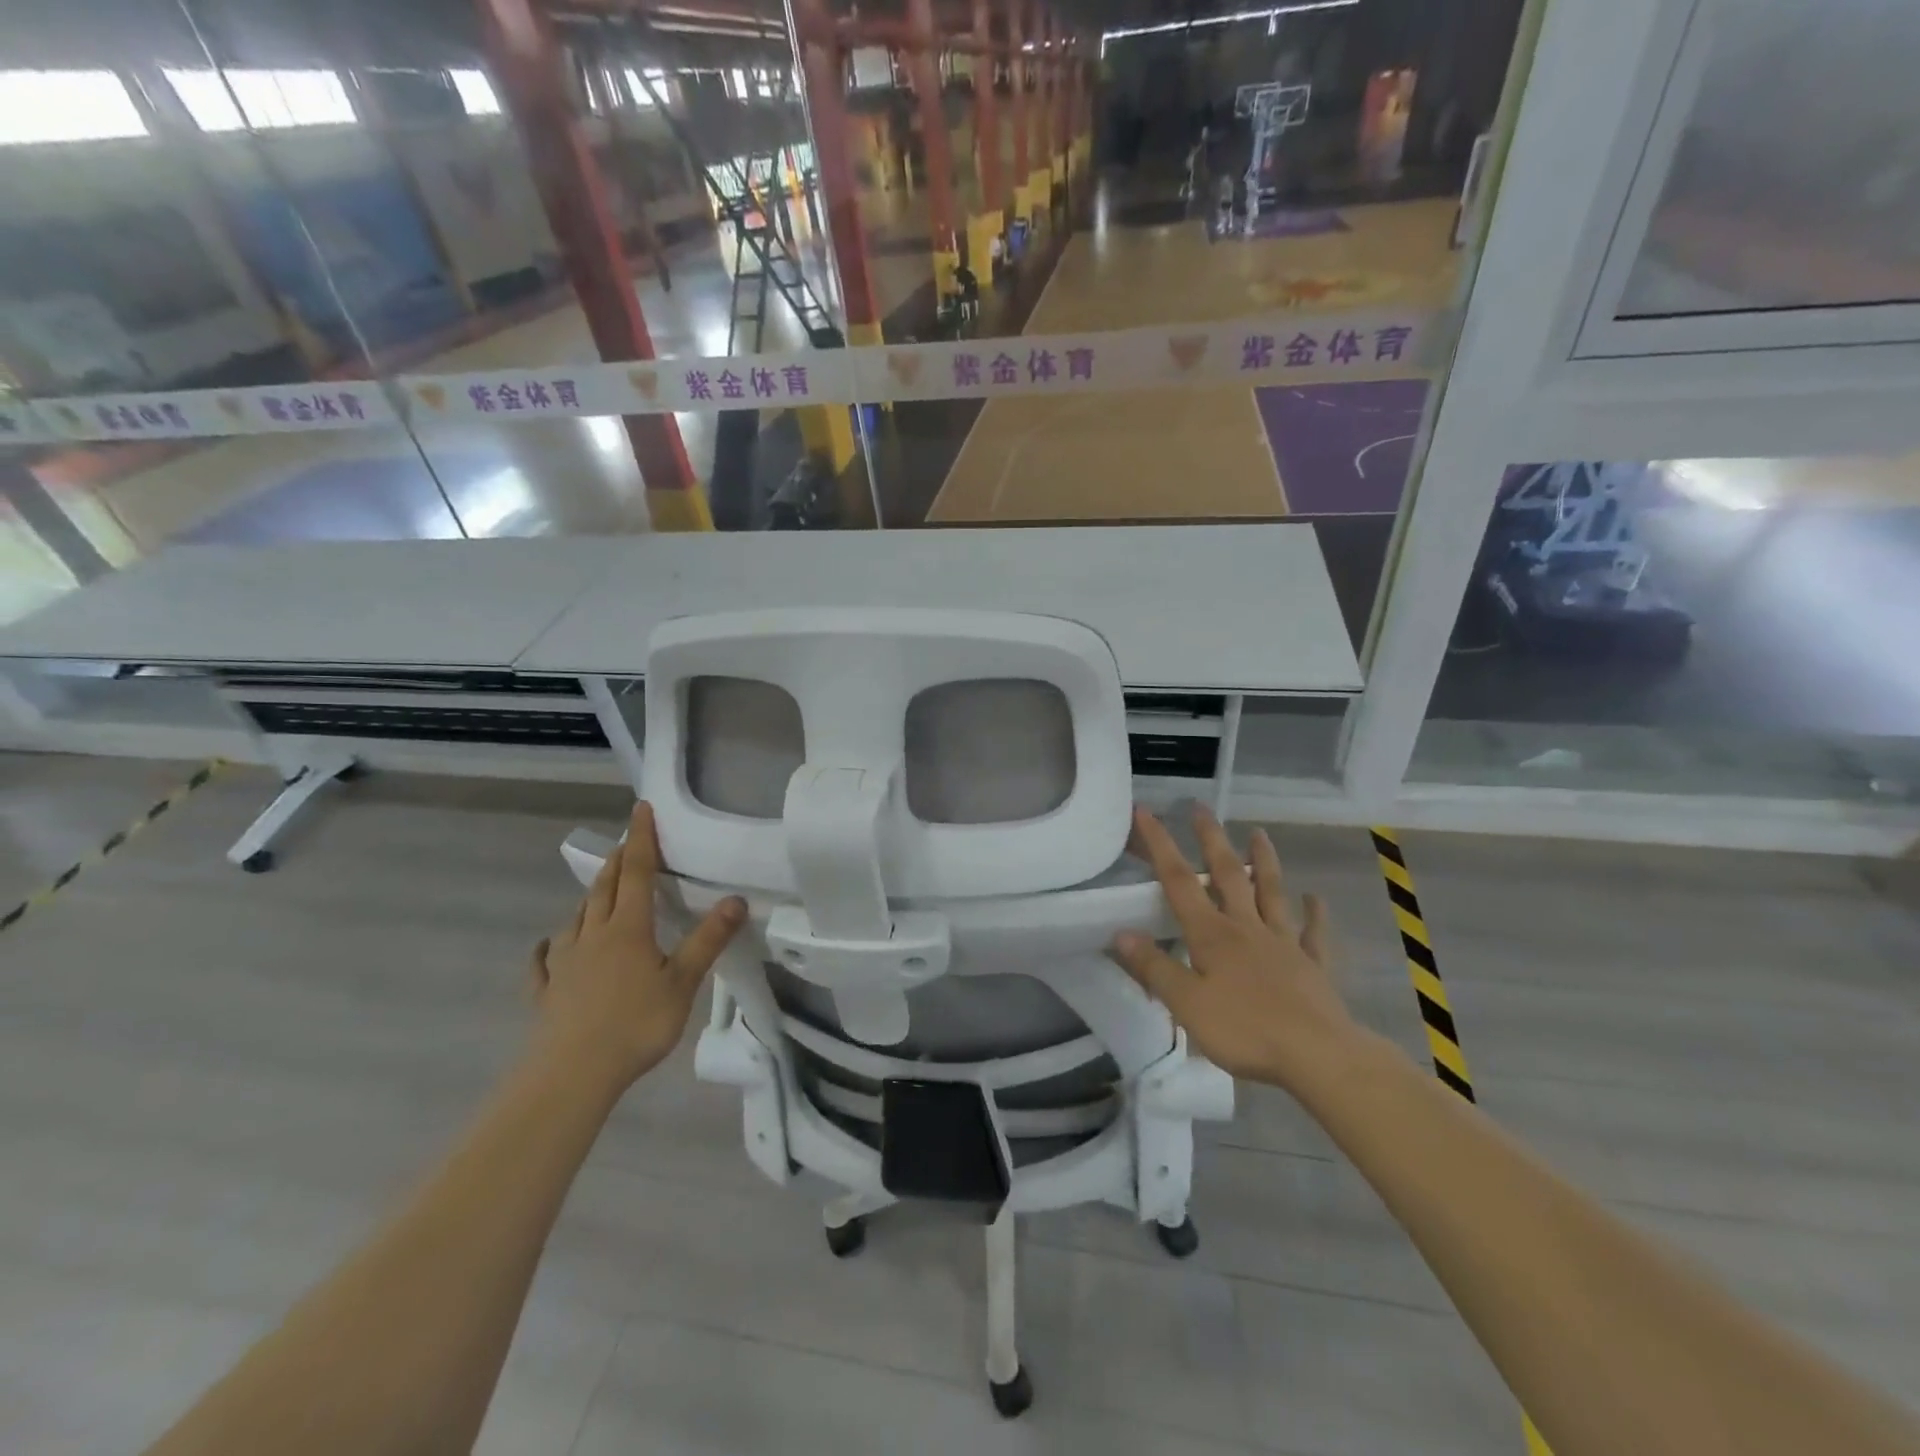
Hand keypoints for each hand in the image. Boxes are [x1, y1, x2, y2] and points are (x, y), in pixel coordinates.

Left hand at [529, 802, 744, 1094]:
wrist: (571, 1075)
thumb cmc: (635, 1024)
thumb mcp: (682, 982)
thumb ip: (708, 940)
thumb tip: (736, 899)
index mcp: (628, 928)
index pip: (635, 872)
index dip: (641, 839)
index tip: (641, 809)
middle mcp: (593, 935)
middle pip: (603, 888)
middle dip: (616, 861)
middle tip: (626, 843)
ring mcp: (565, 963)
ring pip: (576, 918)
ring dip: (590, 897)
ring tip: (599, 889)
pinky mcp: (547, 992)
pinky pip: (544, 961)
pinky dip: (548, 948)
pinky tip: (545, 947)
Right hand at [1111, 805, 1358, 1093]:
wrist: (1319, 1057)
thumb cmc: (1245, 1030)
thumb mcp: (1186, 1004)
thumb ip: (1154, 967)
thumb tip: (1121, 933)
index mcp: (1212, 935)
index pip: (1179, 881)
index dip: (1160, 845)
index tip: (1146, 812)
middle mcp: (1246, 927)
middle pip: (1227, 874)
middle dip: (1211, 839)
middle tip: (1201, 808)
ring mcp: (1283, 943)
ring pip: (1272, 893)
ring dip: (1264, 861)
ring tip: (1258, 832)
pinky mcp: (1312, 966)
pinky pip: (1313, 933)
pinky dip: (1314, 914)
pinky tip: (1315, 897)